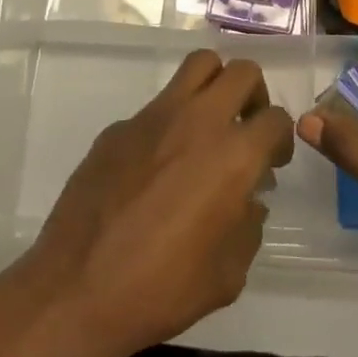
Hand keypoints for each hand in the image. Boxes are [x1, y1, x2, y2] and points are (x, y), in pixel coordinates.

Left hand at [15, 51, 294, 356]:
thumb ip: (248, 227)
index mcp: (234, 156)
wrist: (76, 290)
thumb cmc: (162, 290)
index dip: (280, 140)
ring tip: (208, 125)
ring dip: (215, 86)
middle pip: (242, 72)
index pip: (276, 119)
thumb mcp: (228, 274)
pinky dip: (169, 122)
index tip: (271, 163)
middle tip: (245, 128)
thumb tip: (248, 202)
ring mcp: (154, 117)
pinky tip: (155, 166)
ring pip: (198, 66)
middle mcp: (198, 122)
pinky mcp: (118, 127)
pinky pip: (157, 106)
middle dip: (254, 95)